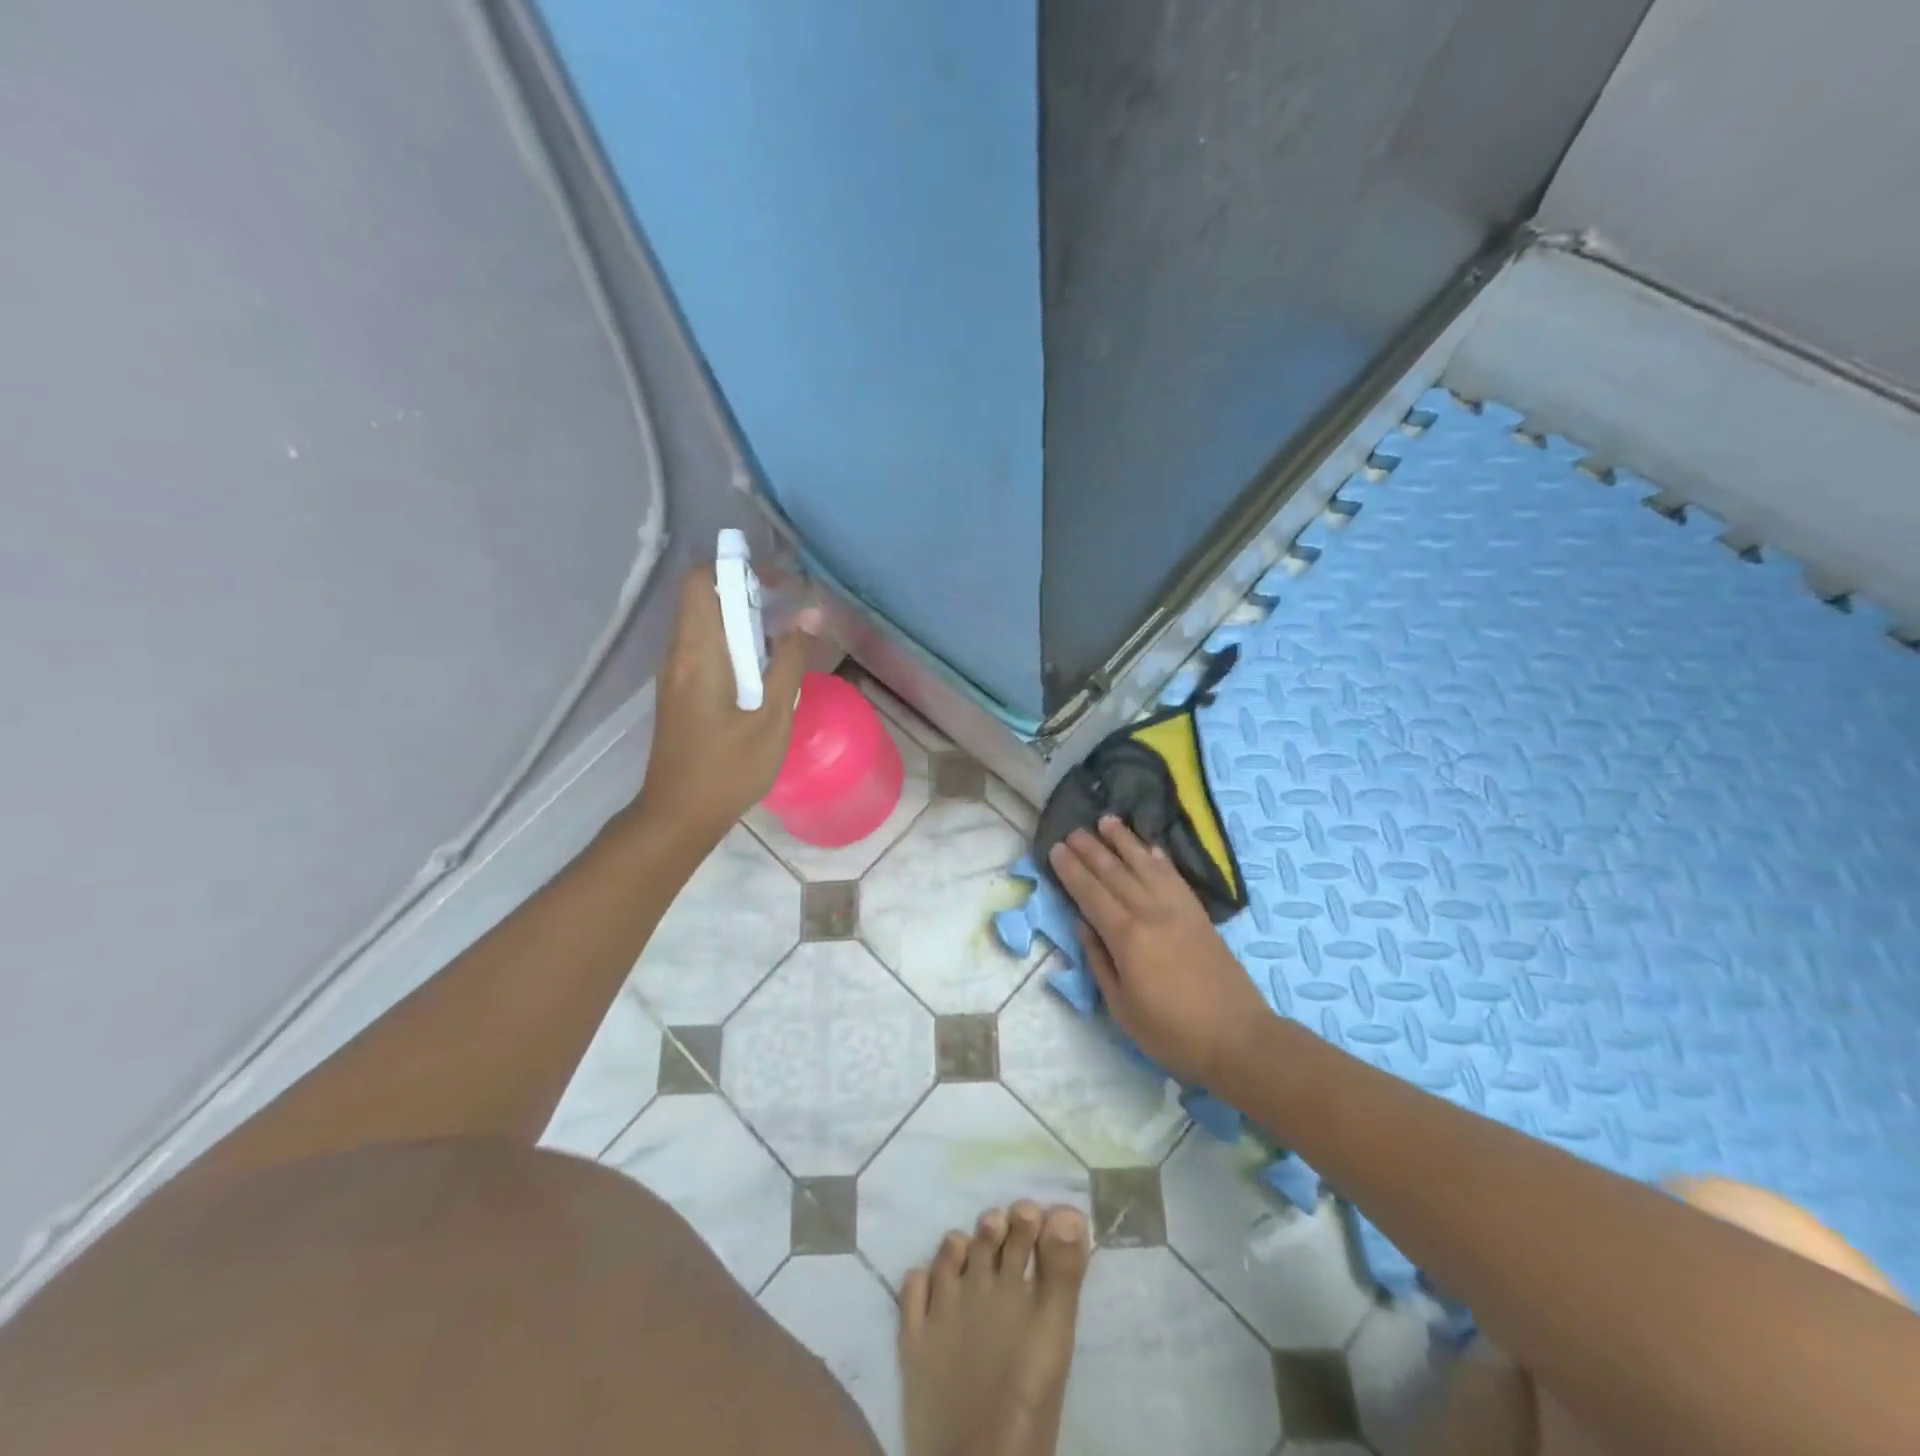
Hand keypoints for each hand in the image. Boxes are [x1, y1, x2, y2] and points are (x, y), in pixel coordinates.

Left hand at [636, 561, 818, 848]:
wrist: (679, 814)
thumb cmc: (729, 768)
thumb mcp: (773, 717)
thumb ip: (790, 663)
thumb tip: (809, 615)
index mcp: (699, 653)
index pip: (701, 581)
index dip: (736, 569)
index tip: (775, 583)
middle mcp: (678, 655)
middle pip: (702, 598)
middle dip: (744, 591)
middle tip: (785, 607)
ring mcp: (674, 674)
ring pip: (702, 624)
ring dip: (739, 619)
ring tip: (779, 638)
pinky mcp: (677, 692)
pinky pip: (702, 649)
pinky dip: (730, 643)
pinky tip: (759, 671)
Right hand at [1048, 817, 1274, 1088]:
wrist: (1237, 1037)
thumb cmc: (1171, 1031)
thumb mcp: (1121, 1006)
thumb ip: (1099, 961)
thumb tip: (1083, 923)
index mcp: (1127, 937)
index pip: (1091, 894)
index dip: (1072, 870)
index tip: (1056, 848)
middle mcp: (1151, 913)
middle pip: (1115, 873)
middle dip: (1091, 849)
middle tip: (1072, 829)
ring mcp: (1178, 910)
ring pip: (1145, 865)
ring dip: (1124, 841)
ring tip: (1107, 820)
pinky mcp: (1199, 914)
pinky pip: (1174, 877)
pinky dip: (1159, 859)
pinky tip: (1149, 847)